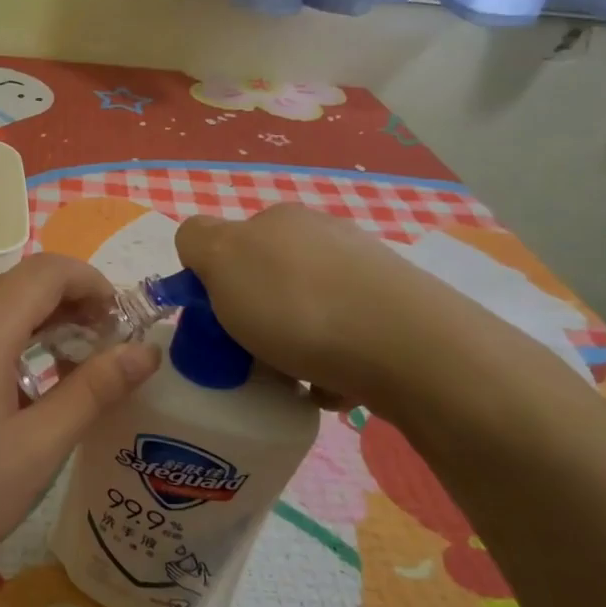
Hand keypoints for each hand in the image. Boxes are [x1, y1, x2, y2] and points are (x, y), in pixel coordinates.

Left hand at [0, 253, 160, 591]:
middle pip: (15, 284)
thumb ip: (93, 392)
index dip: (91, 282)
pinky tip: (3, 388)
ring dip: (29, 323)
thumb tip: (145, 352)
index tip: (118, 322)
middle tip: (97, 352)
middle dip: (65, 305)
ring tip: (57, 372)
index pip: (47, 270)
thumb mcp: (36, 450)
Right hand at [176, 204, 484, 411]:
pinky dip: (329, 365)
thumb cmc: (297, 305)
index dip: (213, 285)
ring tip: (294, 381)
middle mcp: (322, 235)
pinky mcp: (397, 312)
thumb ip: (196, 242)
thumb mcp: (222, 260)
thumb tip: (201, 248)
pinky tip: (333, 387)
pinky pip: (342, 340)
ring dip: (290, 347)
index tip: (215, 324)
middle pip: (265, 282)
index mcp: (277, 219)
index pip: (225, 245)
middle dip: (253, 320)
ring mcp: (364, 272)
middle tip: (250, 357)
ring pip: (304, 313)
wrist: (409, 349)